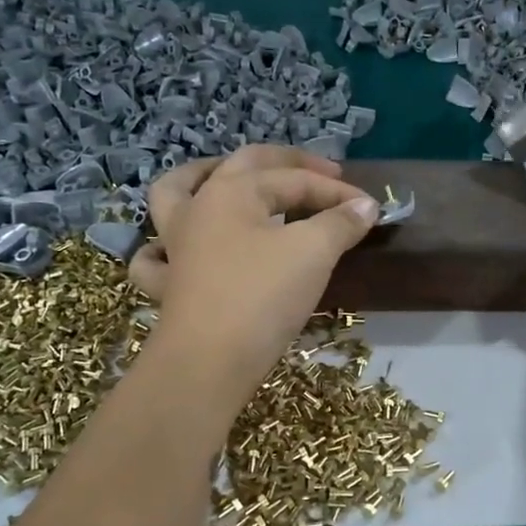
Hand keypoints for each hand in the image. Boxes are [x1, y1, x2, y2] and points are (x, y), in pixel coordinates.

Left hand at [128, 146, 378, 402]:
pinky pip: (155, 256)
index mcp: (232, 191)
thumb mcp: (313, 252)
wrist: (210, 361)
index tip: (370, 208)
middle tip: (321, 172)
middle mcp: (198, 208)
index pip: (294, 180)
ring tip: (224, 176)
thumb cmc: (262, 296)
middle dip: (285, 164)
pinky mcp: (169, 285)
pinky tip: (175, 250)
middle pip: (241, 166)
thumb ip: (340, 223)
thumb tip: (366, 206)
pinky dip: (162, 247)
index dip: (336, 191)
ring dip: (201, 177)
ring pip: (175, 194)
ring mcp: (176, 246)